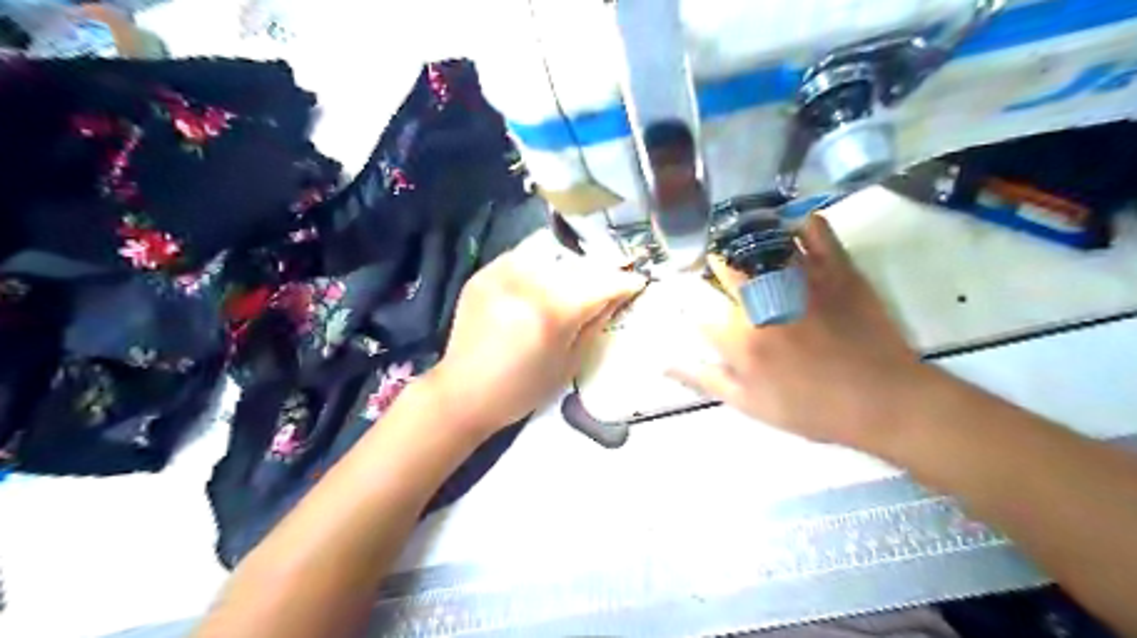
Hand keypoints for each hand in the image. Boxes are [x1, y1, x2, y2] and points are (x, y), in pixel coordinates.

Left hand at [429, 230, 642, 439]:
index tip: (637, 282)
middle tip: (608, 281)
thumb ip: (595, 323)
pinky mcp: (484, 273)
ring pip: (550, 250)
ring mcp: (502, 272)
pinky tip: (541, 282)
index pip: (602, 283)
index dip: (625, 281)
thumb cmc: (522, 389)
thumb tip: (617, 296)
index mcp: (553, 310)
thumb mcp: (569, 363)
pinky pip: (521, 255)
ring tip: (573, 280)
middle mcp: (528, 281)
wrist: (463, 393)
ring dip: (569, 262)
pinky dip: (538, 263)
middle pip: (579, 263)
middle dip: (600, 270)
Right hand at [668, 216, 926, 448]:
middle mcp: (763, 303)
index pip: (697, 306)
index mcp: (739, 338)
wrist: (883, 402)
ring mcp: (801, 282)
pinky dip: (801, 223)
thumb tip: (663, 363)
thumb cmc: (811, 409)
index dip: (686, 296)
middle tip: (714, 261)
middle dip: (713, 261)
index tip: (686, 292)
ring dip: (746, 238)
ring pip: (763, 246)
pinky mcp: (837, 271)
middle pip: (726, 267)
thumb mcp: (749, 404)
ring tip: (740, 235)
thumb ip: (704, 379)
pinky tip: (790, 225)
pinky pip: (815, 233)